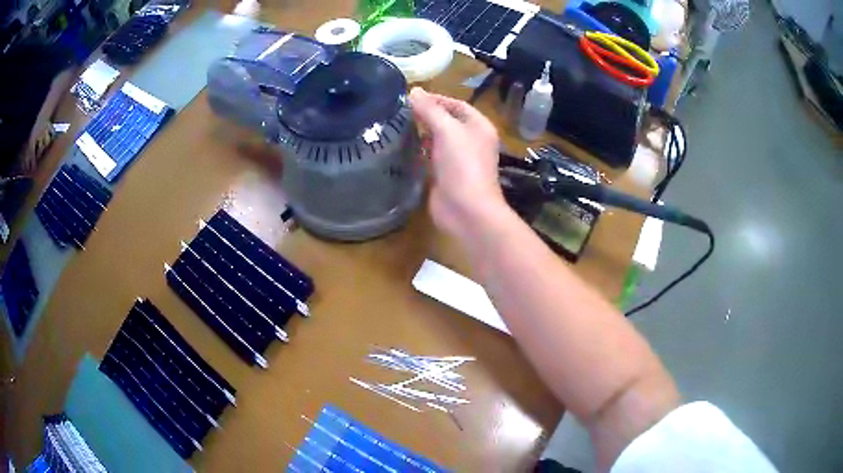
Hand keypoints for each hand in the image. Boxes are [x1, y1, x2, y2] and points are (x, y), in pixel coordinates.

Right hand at [409, 88, 506, 238]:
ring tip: (395, 125)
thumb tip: (414, 91)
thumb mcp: (447, 130)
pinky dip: (417, 151)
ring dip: (420, 133)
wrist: (466, 210)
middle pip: (446, 121)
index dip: (436, 98)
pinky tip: (400, 147)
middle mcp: (470, 140)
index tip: (411, 97)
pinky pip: (430, 157)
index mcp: (478, 126)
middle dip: (425, 115)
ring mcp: (457, 159)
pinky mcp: (444, 175)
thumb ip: (430, 109)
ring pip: (437, 140)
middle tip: (398, 111)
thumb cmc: (463, 165)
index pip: (456, 104)